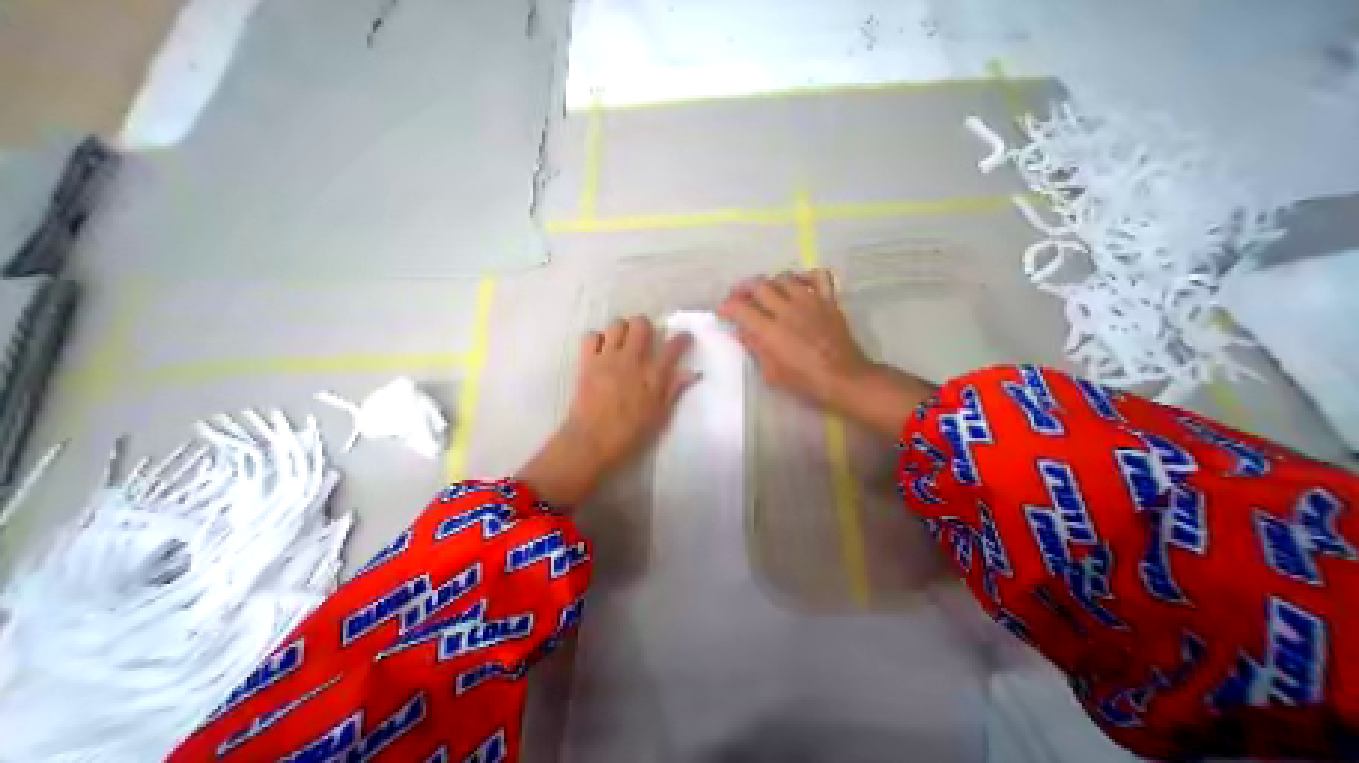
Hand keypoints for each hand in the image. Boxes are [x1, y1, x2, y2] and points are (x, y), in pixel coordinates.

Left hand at [514, 315, 694, 506]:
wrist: (592, 442)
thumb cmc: (630, 433)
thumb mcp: (660, 415)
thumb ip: (675, 389)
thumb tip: (694, 373)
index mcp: (653, 375)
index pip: (673, 346)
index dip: (682, 338)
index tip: (685, 338)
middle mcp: (631, 360)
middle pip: (641, 324)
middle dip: (646, 327)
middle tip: (646, 339)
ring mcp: (607, 358)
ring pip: (616, 325)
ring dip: (622, 330)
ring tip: (623, 344)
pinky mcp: (587, 362)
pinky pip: (591, 336)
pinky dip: (597, 339)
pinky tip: (601, 351)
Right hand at [722, 273, 934, 438]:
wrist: (844, 378)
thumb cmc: (805, 381)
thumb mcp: (772, 373)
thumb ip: (755, 347)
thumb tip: (741, 330)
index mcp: (770, 330)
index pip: (740, 308)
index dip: (727, 307)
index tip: (723, 312)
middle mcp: (787, 309)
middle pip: (758, 285)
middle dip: (742, 289)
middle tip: (738, 298)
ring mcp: (810, 301)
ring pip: (783, 277)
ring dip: (769, 282)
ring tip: (765, 292)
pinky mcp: (828, 300)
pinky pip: (818, 276)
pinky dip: (805, 276)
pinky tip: (798, 285)